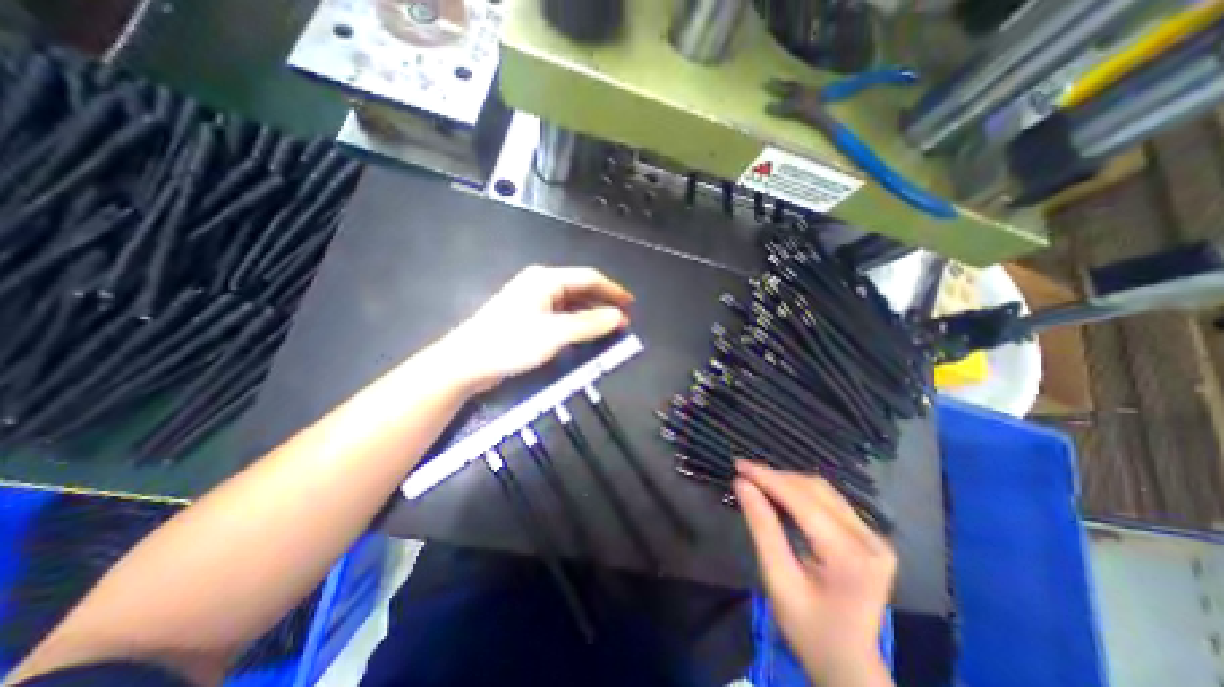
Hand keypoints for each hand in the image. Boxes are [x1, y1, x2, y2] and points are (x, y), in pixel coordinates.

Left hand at [444, 264, 630, 390]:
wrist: (468, 362)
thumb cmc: (510, 343)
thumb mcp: (555, 333)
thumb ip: (589, 324)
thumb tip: (618, 317)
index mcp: (546, 279)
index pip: (589, 278)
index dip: (612, 290)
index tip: (630, 304)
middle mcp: (540, 285)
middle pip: (580, 289)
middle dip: (603, 304)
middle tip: (622, 321)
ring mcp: (533, 301)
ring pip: (571, 304)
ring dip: (590, 316)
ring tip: (608, 329)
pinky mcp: (528, 318)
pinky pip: (560, 316)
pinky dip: (576, 324)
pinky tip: (584, 335)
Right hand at [736, 461, 895, 686]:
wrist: (849, 665)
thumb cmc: (808, 630)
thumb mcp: (778, 580)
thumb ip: (762, 528)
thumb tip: (742, 484)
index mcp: (851, 557)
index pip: (803, 501)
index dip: (768, 478)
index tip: (739, 464)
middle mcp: (870, 540)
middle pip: (815, 491)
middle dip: (776, 478)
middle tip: (744, 472)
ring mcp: (874, 537)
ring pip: (823, 491)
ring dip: (787, 482)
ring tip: (758, 479)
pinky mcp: (869, 537)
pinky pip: (830, 501)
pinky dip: (800, 492)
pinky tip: (780, 492)